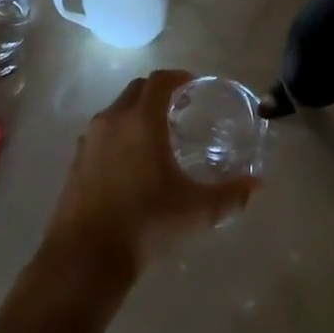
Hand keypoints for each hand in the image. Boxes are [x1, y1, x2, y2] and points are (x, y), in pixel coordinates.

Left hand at [41, 70, 256, 282]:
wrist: (87, 254)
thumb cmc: (147, 223)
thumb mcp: (197, 211)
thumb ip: (230, 195)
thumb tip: (256, 185)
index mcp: (141, 121)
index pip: (160, 80)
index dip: (179, 77)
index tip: (194, 87)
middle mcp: (113, 120)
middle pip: (137, 90)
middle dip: (159, 93)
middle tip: (180, 110)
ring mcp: (89, 139)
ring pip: (117, 111)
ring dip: (137, 113)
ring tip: (158, 137)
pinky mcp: (77, 160)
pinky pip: (102, 134)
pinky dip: (120, 135)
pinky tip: (132, 163)